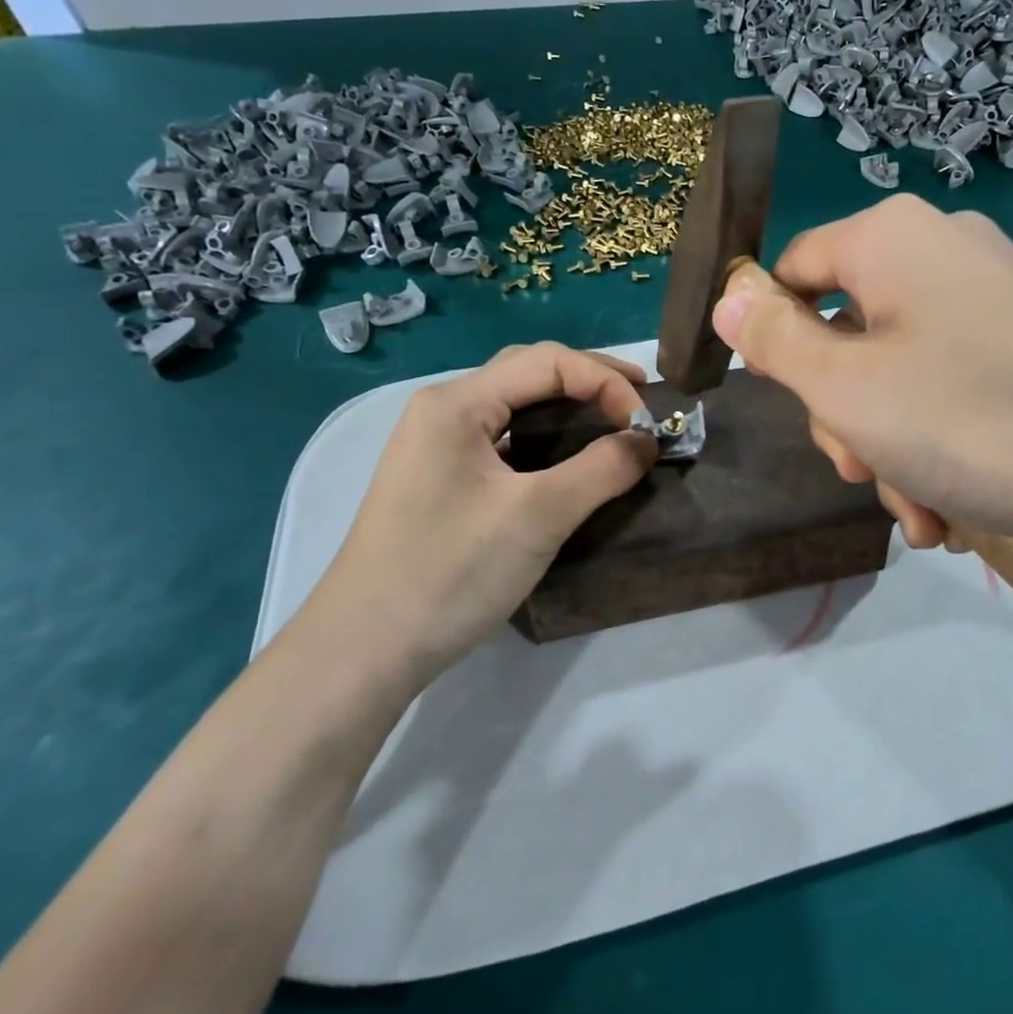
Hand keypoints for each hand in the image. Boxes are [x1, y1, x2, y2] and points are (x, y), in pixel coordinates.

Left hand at [291, 343, 655, 685]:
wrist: (364, 651)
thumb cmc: (449, 572)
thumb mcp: (537, 517)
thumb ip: (601, 470)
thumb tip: (648, 440)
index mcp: (457, 404)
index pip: (548, 362)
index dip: (606, 381)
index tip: (646, 423)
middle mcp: (443, 412)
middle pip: (530, 373)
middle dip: (591, 381)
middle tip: (640, 404)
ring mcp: (438, 447)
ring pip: (517, 407)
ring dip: (570, 408)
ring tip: (615, 423)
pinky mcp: (443, 481)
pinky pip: (506, 440)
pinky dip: (548, 439)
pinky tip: (570, 460)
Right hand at [712, 195, 1012, 550]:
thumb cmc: (969, 419)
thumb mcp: (845, 388)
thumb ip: (774, 341)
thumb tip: (729, 299)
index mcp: (890, 238)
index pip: (793, 270)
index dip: (772, 335)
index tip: (784, 401)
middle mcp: (940, 251)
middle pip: (847, 329)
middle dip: (845, 413)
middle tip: (859, 469)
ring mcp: (990, 297)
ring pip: (898, 370)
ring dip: (891, 447)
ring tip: (920, 511)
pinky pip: (950, 384)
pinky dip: (938, 442)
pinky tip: (950, 507)